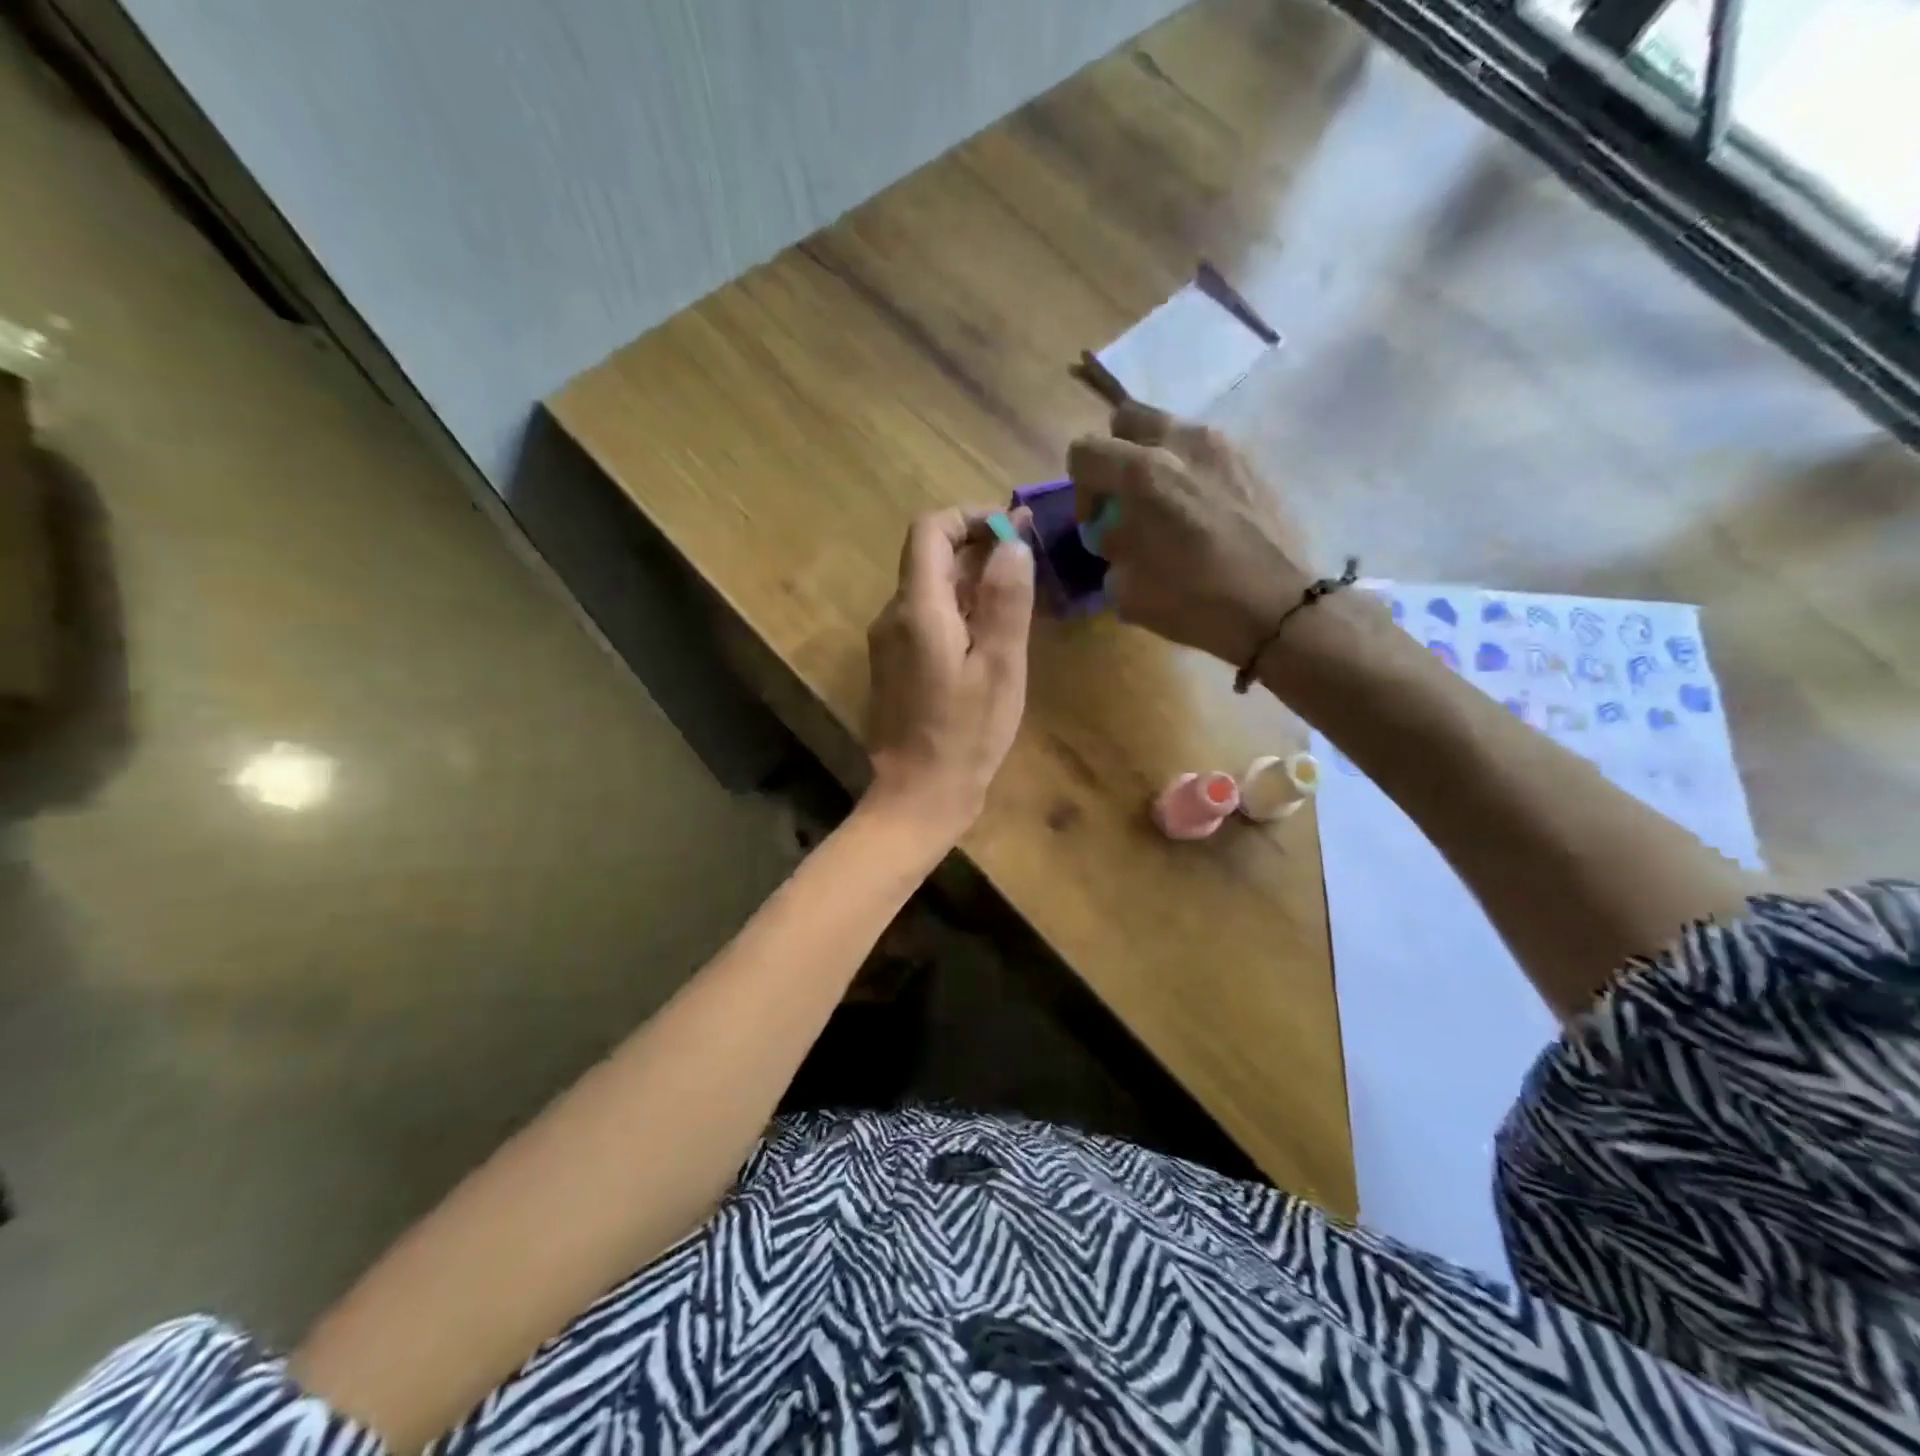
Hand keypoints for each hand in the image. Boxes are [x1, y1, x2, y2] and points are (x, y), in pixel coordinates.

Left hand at [863, 507, 1034, 839]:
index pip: (930, 530)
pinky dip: (958, 612)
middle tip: (1028, 566)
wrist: (918, 796)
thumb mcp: (999, 666)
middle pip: (930, 557)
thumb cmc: (966, 735)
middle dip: (978, 549)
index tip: (1012, 532)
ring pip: (929, 589)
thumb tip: (1012, 542)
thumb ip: (1005, 600)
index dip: (970, 519)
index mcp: (917, 609)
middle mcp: (893, 616)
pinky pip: (926, 620)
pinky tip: (989, 639)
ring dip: (971, 583)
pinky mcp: (894, 665)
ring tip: (1016, 602)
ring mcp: (889, 642)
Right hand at [1067, 403, 1316, 667]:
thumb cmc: (1194, 600)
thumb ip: (1111, 548)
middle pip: (1127, 419)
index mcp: (1142, 472)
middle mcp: (1180, 442)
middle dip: (1117, 455)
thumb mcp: (1126, 588)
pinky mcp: (1251, 459)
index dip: (1081, 489)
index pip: (1084, 451)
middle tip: (1127, 499)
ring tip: (1168, 507)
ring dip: (1156, 460)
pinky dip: (1191, 471)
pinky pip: (1204, 450)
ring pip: (1169, 430)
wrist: (1277, 607)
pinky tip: (1202, 513)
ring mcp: (1222, 445)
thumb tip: (1116, 532)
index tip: (1098, 523)